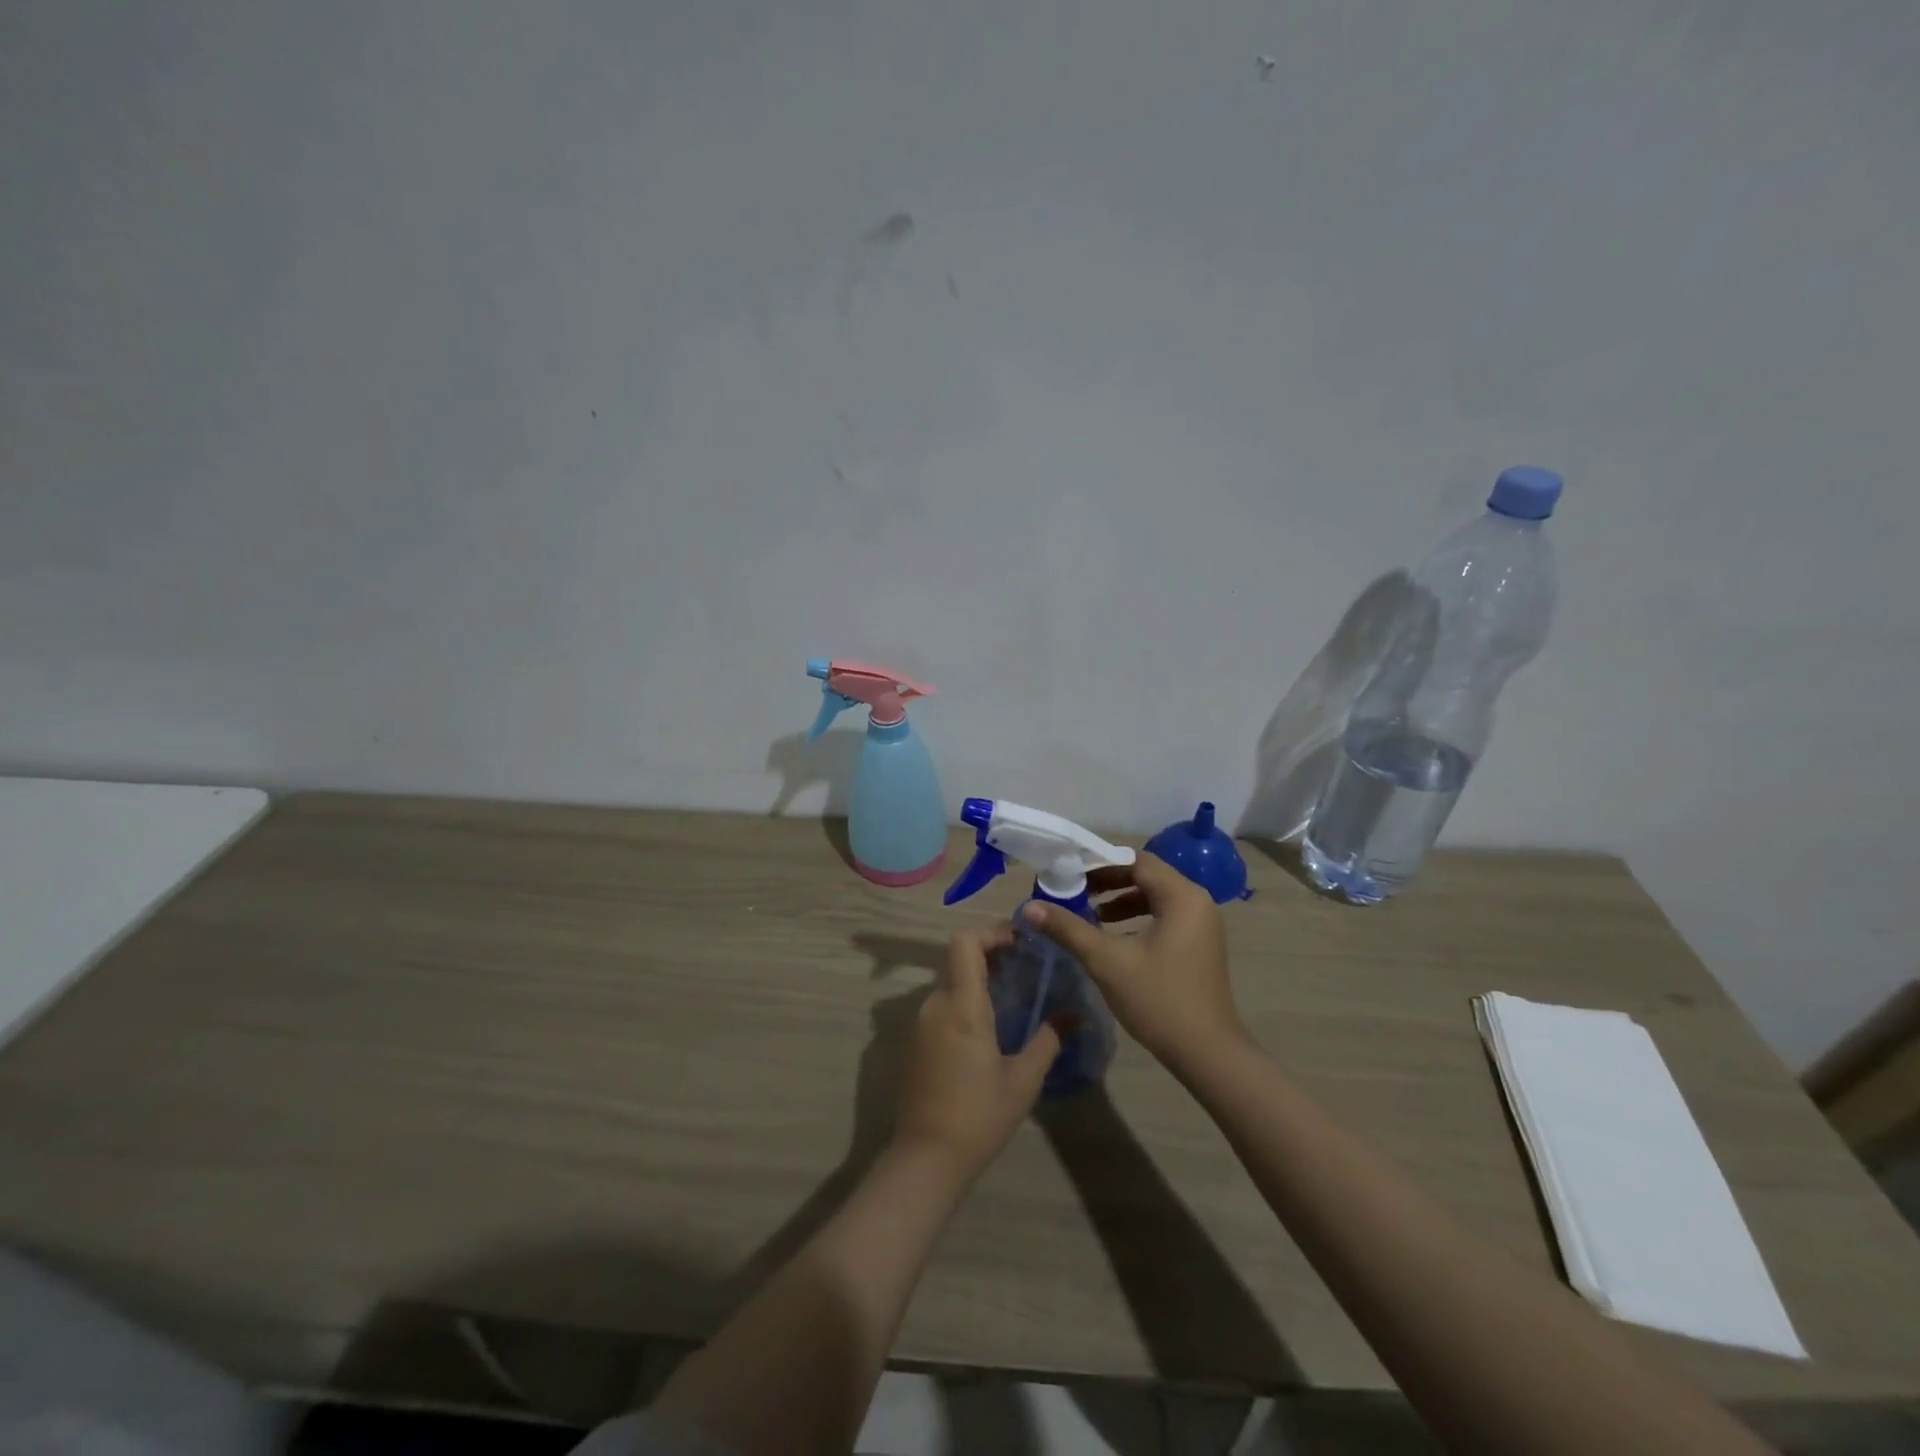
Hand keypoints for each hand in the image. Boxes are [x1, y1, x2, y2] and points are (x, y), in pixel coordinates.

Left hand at [892, 927, 1059, 1179]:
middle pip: (959, 960)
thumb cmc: (979, 1115)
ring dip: (979, 982)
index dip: (991, 933)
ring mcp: (921, 1023)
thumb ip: (1048, 1040)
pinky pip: (942, 1007)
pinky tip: (989, 1031)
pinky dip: (965, 1004)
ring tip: (1014, 1001)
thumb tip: (1073, 1015)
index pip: (965, 942)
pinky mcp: (916, 1042)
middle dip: (992, 958)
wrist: (926, 1158)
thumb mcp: (1023, 1079)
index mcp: (961, 1004)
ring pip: (951, 984)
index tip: (1020, 943)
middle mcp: (936, 1004)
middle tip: (1027, 971)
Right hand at [1023, 851, 1245, 1075]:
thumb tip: (1029, 908)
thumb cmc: (1158, 1000)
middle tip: (1074, 891)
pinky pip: (1165, 916)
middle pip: (1147, 875)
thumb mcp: (1107, 961)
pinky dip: (1138, 918)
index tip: (1068, 873)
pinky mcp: (1200, 944)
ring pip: (1155, 897)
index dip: (1100, 864)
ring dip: (1121, 900)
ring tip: (1089, 914)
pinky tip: (1114, 937)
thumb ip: (1068, 929)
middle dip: (1108, 882)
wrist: (1207, 1054)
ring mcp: (1203, 924)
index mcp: (1182, 896)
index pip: (1136, 861)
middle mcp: (1197, 901)